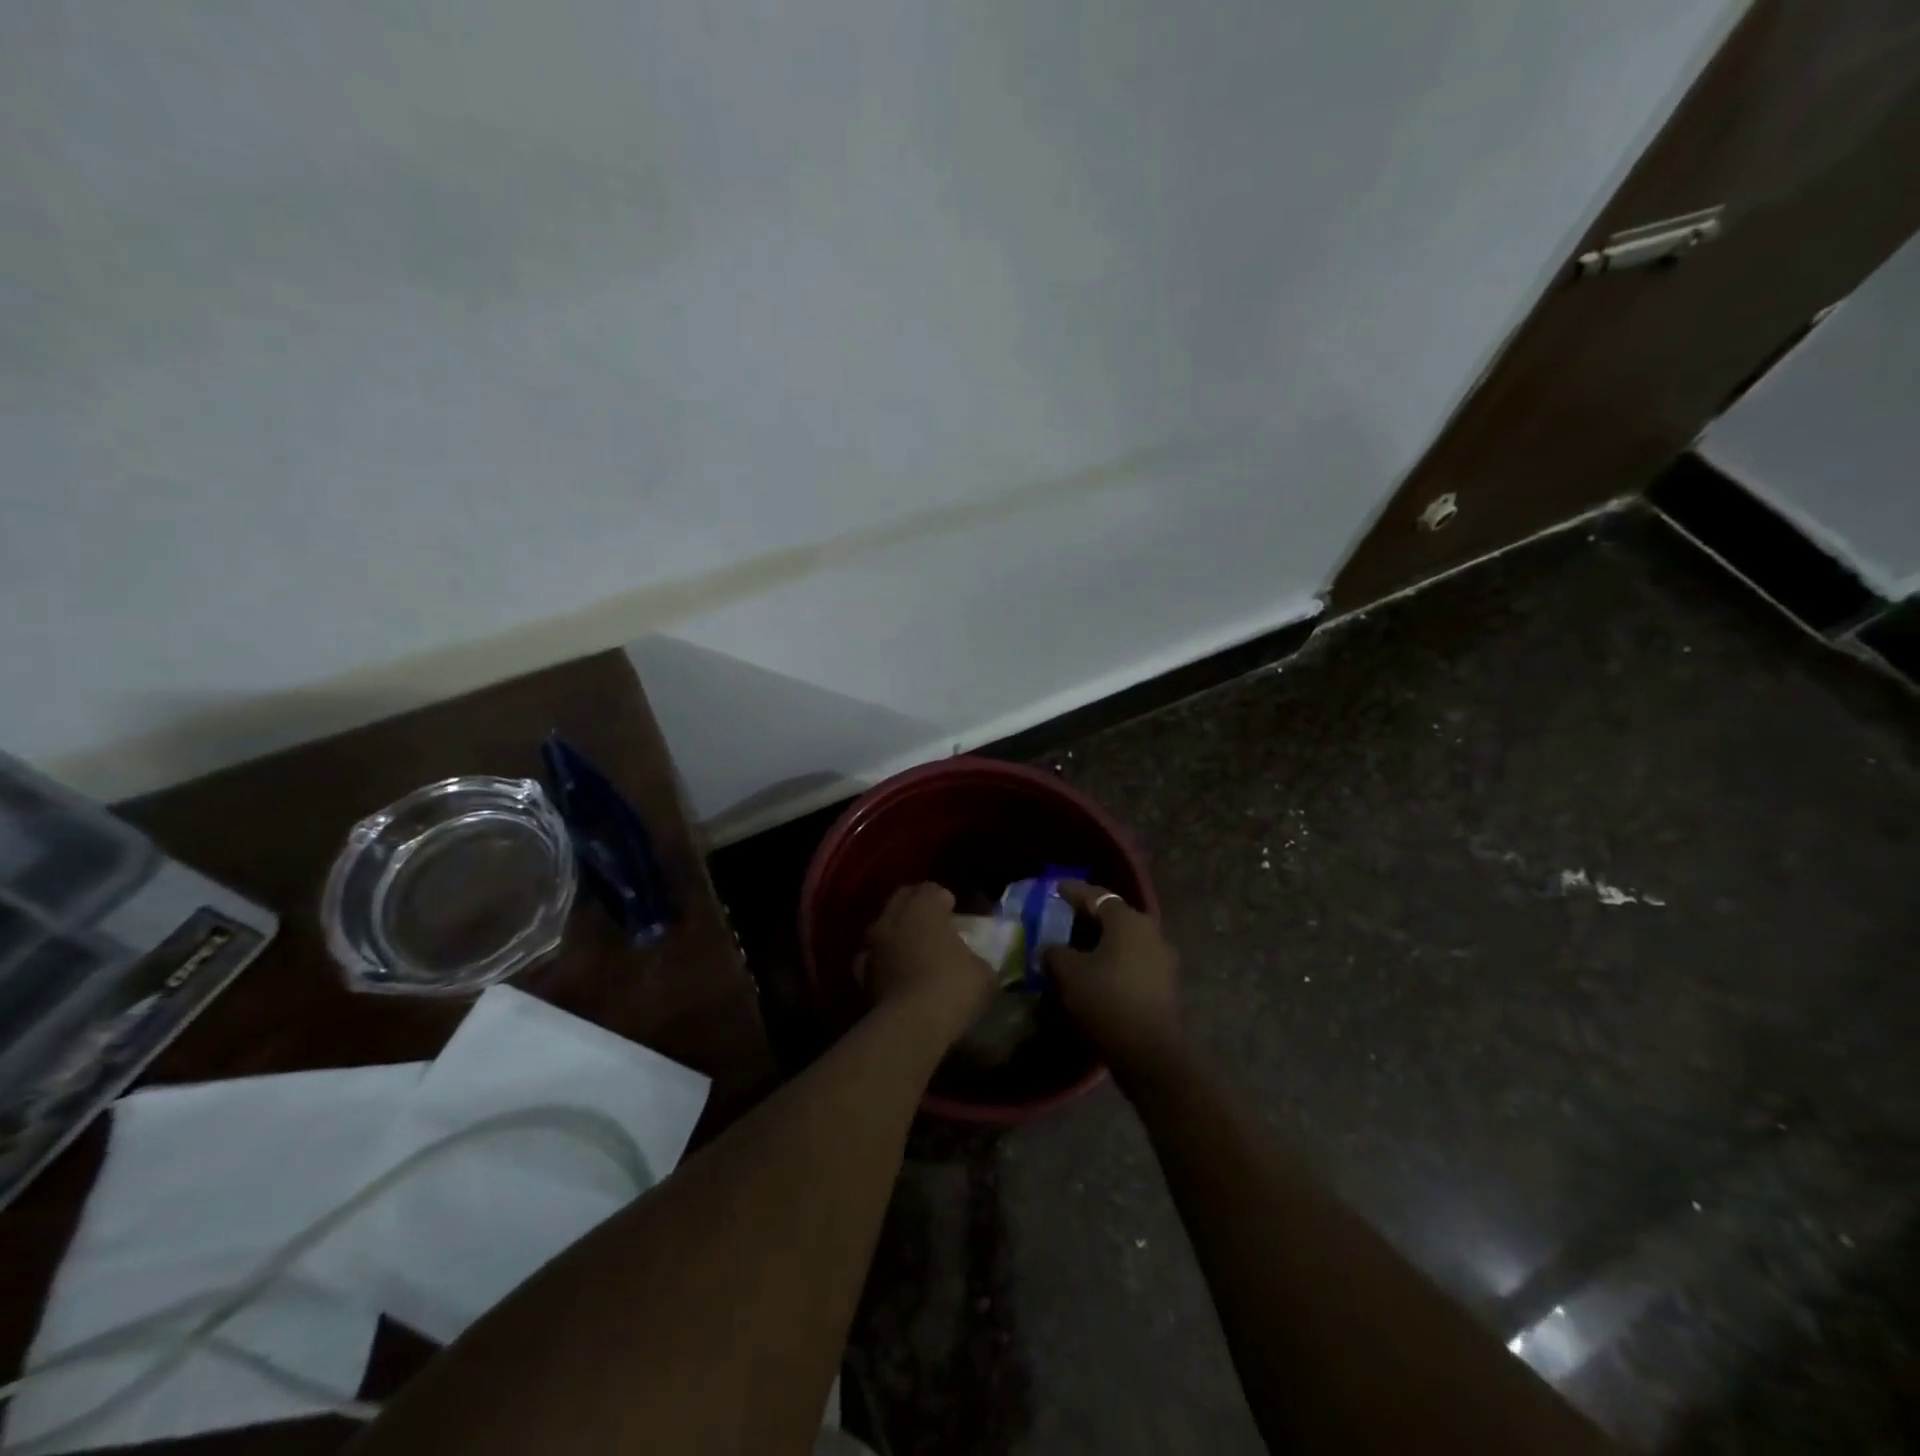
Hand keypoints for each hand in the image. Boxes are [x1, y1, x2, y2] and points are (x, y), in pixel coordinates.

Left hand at [861, 883, 995, 1040]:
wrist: (911, 1025)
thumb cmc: (954, 987)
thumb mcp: (983, 972)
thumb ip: (977, 959)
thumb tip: (977, 963)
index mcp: (924, 907)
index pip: (932, 889)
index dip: (943, 899)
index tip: (954, 911)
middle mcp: (894, 918)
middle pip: (902, 899)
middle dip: (916, 906)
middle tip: (933, 923)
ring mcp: (873, 945)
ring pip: (882, 926)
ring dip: (896, 931)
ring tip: (912, 947)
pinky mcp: (862, 974)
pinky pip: (872, 958)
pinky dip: (883, 960)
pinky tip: (894, 972)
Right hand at [1046, 882, 1182, 1084]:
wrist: (1148, 1050)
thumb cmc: (1105, 999)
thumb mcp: (1068, 973)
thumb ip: (1055, 952)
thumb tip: (1051, 949)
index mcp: (1127, 919)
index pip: (1095, 896)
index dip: (1072, 891)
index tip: (1055, 888)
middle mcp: (1150, 930)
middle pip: (1113, 916)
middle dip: (1088, 917)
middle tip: (1064, 918)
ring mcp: (1162, 956)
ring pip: (1125, 939)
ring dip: (1102, 940)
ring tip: (1077, 947)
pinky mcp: (1165, 982)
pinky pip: (1133, 959)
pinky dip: (1114, 959)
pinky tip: (1097, 970)